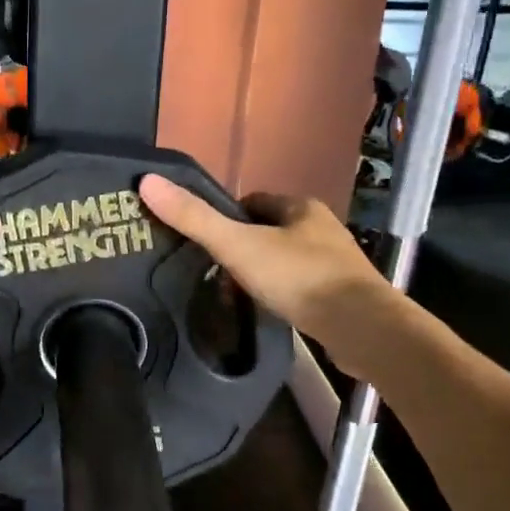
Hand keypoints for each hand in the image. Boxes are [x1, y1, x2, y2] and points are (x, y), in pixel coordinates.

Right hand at [137, 175, 389, 346]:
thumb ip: (194, 219)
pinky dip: (282, 294)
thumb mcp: (238, 246)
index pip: (252, 202)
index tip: (206, 242)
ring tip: (237, 296)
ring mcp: (335, 262)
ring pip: (284, 259)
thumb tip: (147, 182)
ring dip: (261, 273)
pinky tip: (269, 311)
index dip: (226, 218)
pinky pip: (300, 286)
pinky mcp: (342, 294)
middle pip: (267, 231)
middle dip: (242, 249)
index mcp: (300, 207)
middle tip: (216, 274)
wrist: (362, 328)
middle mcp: (321, 228)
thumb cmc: (299, 277)